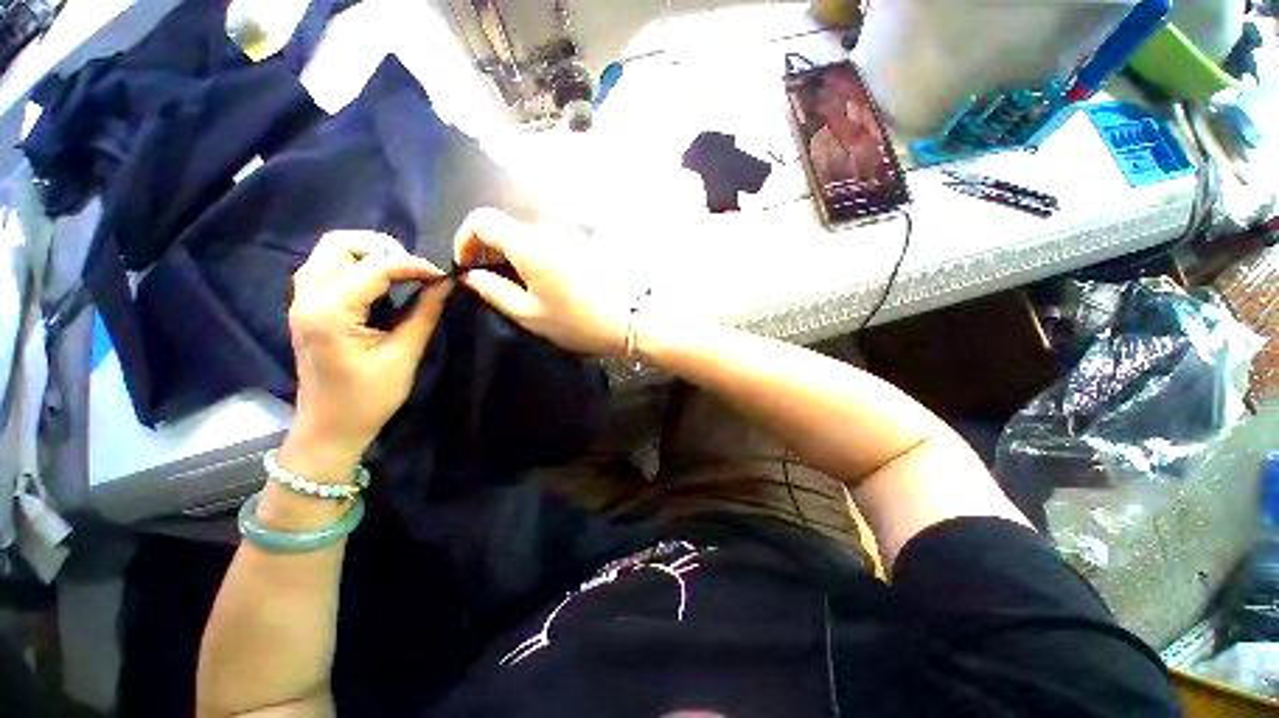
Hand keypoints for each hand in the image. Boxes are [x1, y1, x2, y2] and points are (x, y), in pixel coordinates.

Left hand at [285, 230, 451, 471]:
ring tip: (401, 274)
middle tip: (414, 271)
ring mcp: (302, 301)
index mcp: (330, 311)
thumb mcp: (403, 356)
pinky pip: (327, 269)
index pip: (373, 267)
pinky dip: (356, 267)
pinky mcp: (306, 308)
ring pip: (329, 252)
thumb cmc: (368, 398)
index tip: (442, 276)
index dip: (413, 265)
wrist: (328, 428)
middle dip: (382, 249)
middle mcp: (307, 297)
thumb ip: (424, 314)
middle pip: (339, 244)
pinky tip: (380, 285)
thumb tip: (446, 284)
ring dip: (367, 255)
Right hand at [453, 208, 634, 356]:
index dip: (465, 239)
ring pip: (529, 236)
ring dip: (514, 254)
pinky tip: (545, 282)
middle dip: (490, 250)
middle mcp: (549, 231)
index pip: (483, 219)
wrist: (629, 322)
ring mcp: (571, 236)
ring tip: (519, 286)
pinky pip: (550, 244)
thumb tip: (470, 275)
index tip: (467, 266)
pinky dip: (536, 256)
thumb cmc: (577, 322)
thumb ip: (494, 291)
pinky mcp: (585, 246)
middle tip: (490, 281)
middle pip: (507, 227)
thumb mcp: (529, 314)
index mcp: (530, 245)